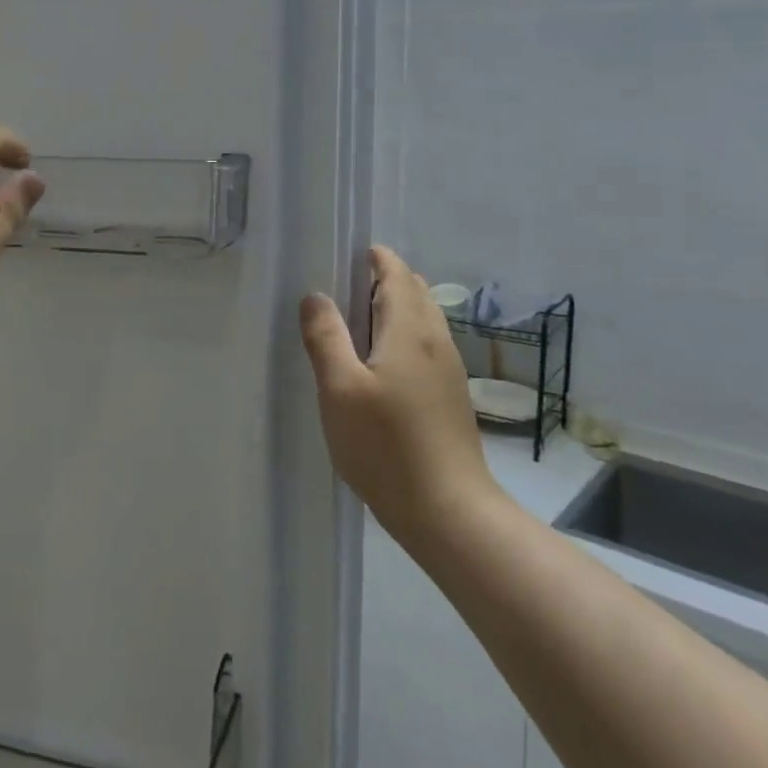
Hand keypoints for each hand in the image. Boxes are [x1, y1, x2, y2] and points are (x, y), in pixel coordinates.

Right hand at [300, 247, 493, 542]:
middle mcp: (435, 340)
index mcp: (409, 329)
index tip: (347, 256)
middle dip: (383, 280)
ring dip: (394, 308)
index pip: (396, 273)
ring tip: (356, 324)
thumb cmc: (386, 446)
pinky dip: (403, 335)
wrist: (449, 512)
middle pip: (414, 291)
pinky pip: (426, 345)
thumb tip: (316, 295)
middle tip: (343, 289)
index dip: (375, 258)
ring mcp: (448, 369)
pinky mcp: (451, 396)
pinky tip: (380, 365)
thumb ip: (326, 337)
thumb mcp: (340, 388)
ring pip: (423, 319)